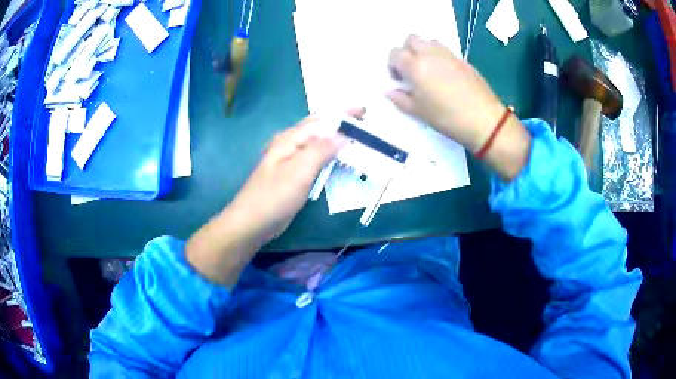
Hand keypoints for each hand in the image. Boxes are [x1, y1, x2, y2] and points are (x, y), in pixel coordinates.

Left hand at [186, 109, 363, 285]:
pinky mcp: (293, 175)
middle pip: (319, 128)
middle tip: (364, 124)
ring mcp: (291, 160)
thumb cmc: (274, 196)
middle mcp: (290, 145)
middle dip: (341, 124)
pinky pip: (316, 160)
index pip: (322, 121)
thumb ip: (321, 150)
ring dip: (337, 139)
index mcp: (290, 139)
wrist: (252, 223)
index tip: (364, 109)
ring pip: (318, 144)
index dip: (343, 114)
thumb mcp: (299, 171)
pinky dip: (330, 156)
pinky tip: (339, 160)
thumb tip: (342, 133)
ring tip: (356, 139)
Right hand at [387, 35, 506, 152]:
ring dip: (424, 51)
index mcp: (415, 65)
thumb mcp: (418, 112)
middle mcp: (430, 54)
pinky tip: (446, 76)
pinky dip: (440, 57)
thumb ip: (400, 99)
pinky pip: (445, 51)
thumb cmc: (446, 117)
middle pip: (411, 39)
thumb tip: (390, 91)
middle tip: (412, 70)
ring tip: (429, 71)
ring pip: (429, 42)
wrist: (483, 120)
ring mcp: (448, 55)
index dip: (393, 65)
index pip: (395, 53)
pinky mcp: (463, 60)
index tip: (399, 79)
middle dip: (407, 51)